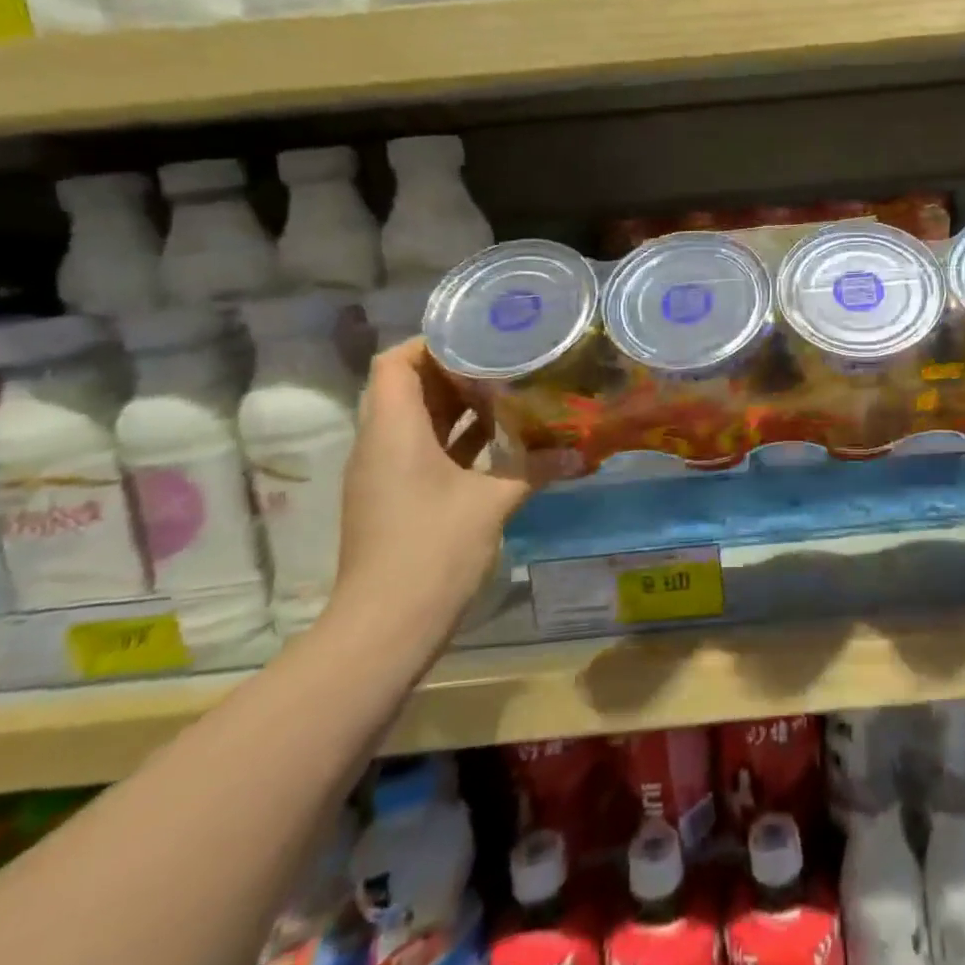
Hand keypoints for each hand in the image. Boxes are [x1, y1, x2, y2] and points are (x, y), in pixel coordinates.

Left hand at [329, 338, 561, 643]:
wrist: (385, 628)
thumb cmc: (431, 549)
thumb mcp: (491, 502)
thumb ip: (535, 468)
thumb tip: (582, 452)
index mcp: (393, 431)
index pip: (395, 363)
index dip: (431, 342)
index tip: (479, 336)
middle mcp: (382, 444)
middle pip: (409, 388)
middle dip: (456, 370)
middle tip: (507, 358)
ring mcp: (387, 474)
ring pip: (419, 421)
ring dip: (459, 405)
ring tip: (511, 388)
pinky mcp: (398, 498)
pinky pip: (425, 450)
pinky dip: (458, 439)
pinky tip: (502, 438)